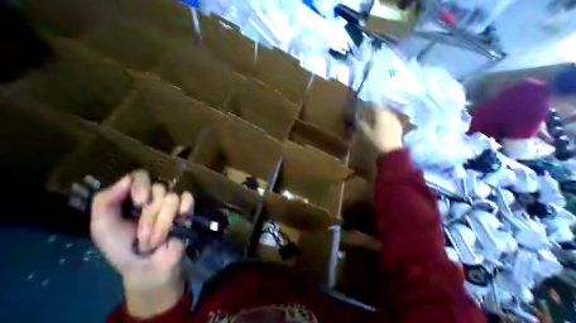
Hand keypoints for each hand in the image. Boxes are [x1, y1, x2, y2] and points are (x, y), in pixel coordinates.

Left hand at [90, 170, 193, 316]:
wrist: (148, 264)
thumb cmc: (122, 247)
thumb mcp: (103, 226)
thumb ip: (105, 201)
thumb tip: (128, 179)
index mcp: (134, 196)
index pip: (141, 175)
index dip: (141, 184)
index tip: (138, 201)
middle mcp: (155, 196)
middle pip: (158, 188)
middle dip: (149, 214)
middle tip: (142, 234)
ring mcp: (172, 202)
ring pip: (172, 198)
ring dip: (162, 222)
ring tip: (157, 238)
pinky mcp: (187, 208)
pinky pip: (188, 198)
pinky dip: (184, 208)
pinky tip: (181, 218)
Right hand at [359, 106, 401, 153]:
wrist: (391, 153)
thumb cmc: (376, 141)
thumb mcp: (365, 133)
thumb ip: (361, 125)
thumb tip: (358, 120)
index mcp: (382, 115)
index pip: (375, 106)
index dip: (369, 105)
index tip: (364, 106)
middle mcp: (390, 116)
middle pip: (383, 109)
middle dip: (376, 110)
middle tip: (369, 112)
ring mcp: (396, 122)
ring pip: (388, 115)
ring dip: (381, 115)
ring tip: (375, 119)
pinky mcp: (399, 129)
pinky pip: (391, 121)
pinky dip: (386, 121)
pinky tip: (382, 126)